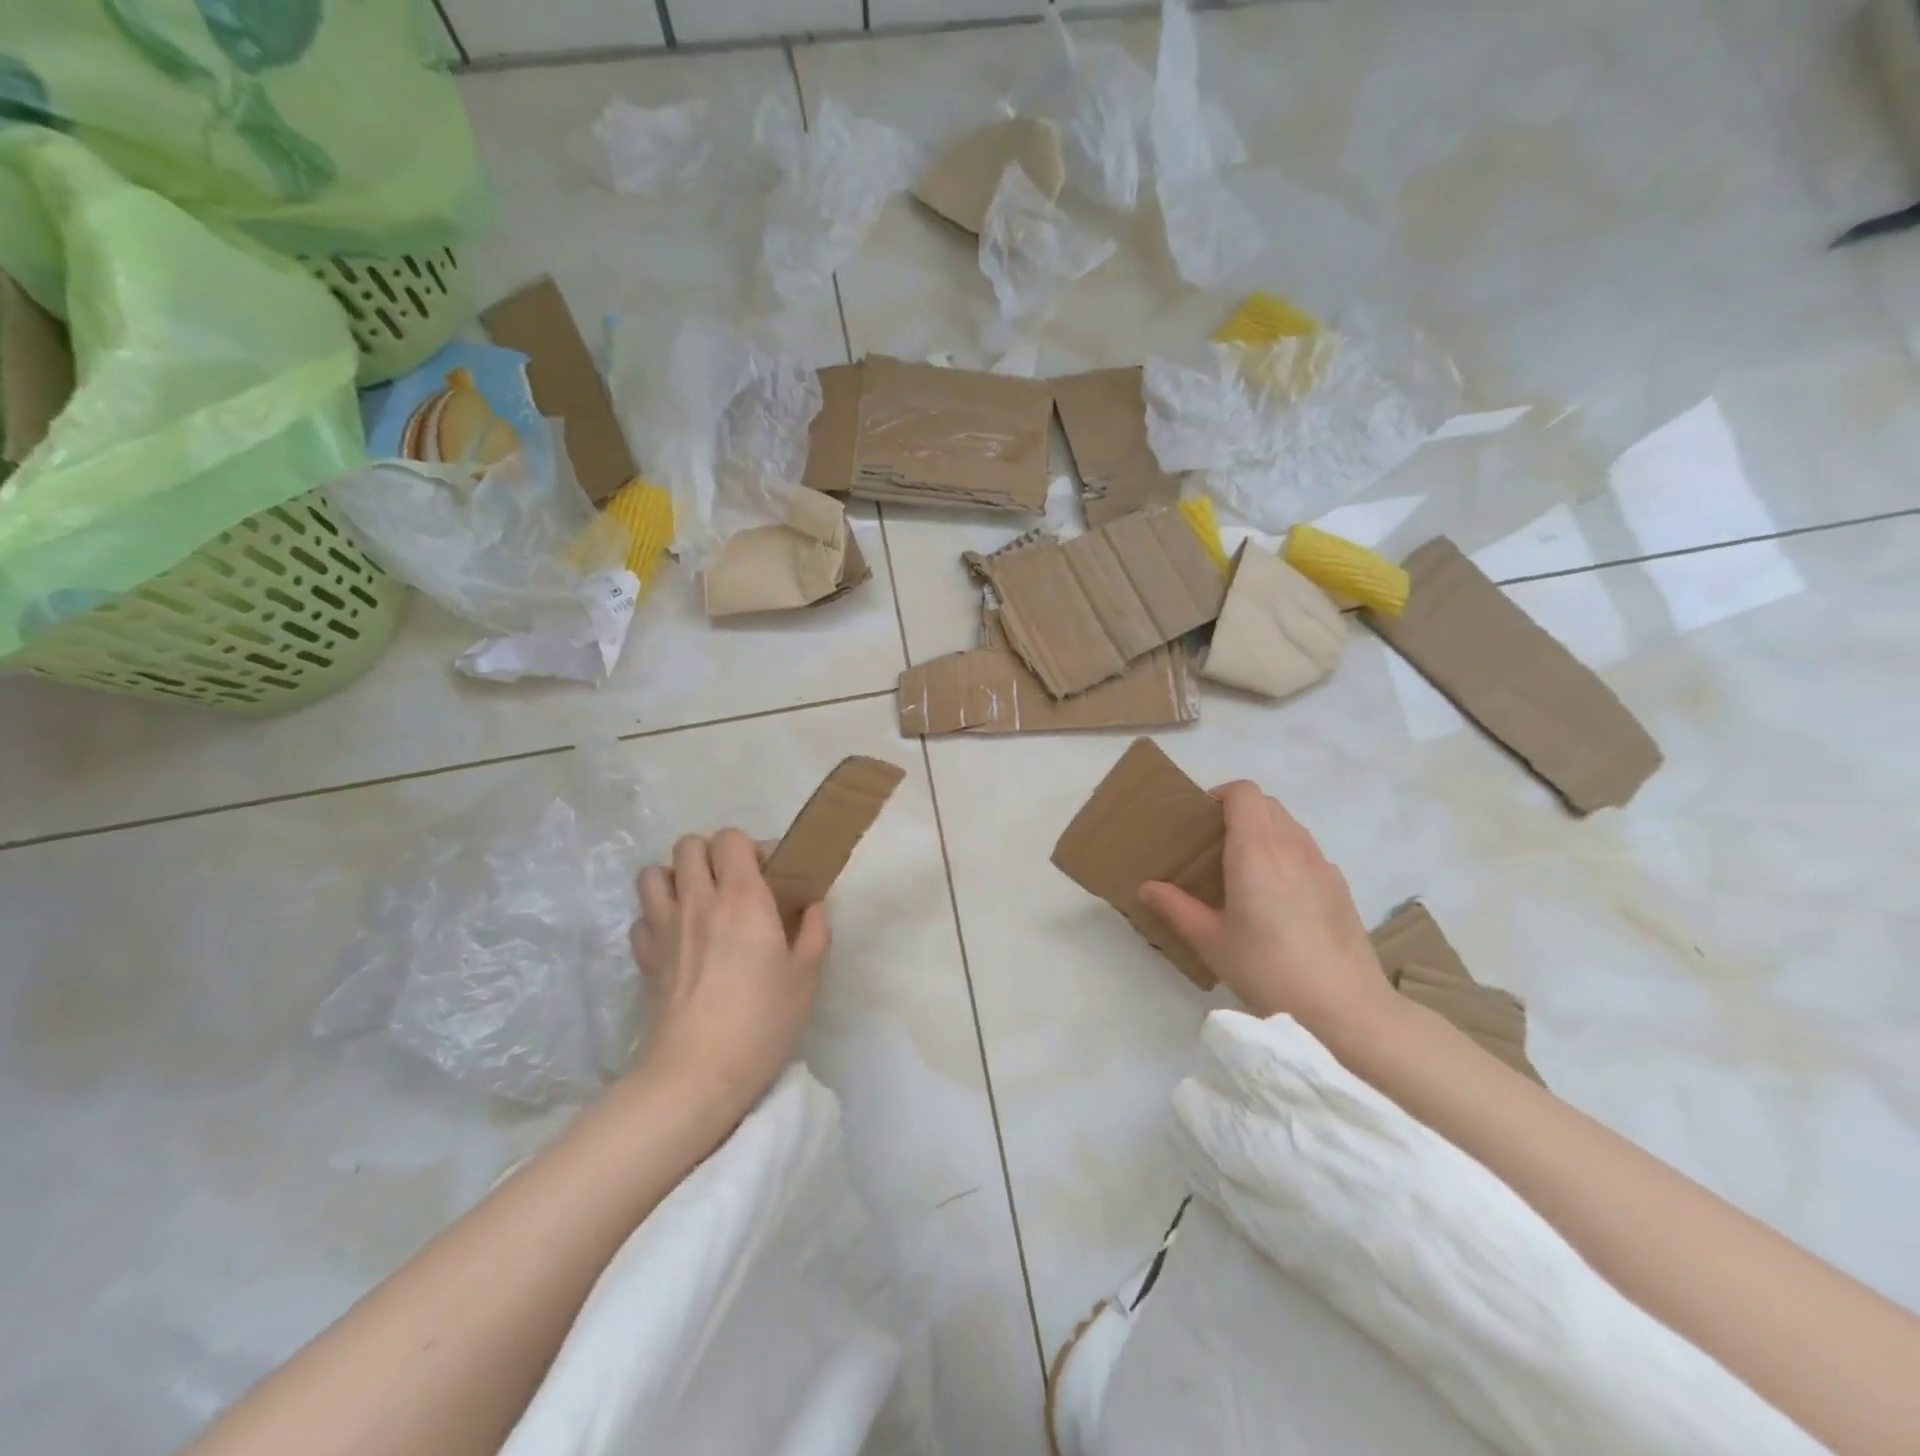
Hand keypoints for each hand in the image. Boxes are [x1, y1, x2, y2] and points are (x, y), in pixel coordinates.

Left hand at [630, 829, 828, 1123]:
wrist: (697, 1073)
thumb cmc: (762, 1021)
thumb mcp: (806, 976)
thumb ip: (814, 932)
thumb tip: (812, 906)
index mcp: (743, 898)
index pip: (731, 838)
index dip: (749, 848)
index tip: (767, 875)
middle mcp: (699, 901)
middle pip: (688, 845)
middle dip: (710, 854)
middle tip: (732, 885)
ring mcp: (665, 927)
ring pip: (654, 873)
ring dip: (676, 878)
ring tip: (698, 902)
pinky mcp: (644, 957)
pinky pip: (642, 916)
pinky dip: (657, 917)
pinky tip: (677, 938)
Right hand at [1139, 782, 1393, 1046]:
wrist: (1345, 1009)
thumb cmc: (1268, 970)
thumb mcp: (1211, 942)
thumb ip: (1176, 908)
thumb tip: (1147, 888)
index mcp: (1256, 851)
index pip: (1243, 793)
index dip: (1219, 796)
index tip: (1200, 822)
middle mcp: (1292, 847)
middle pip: (1266, 804)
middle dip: (1238, 812)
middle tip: (1214, 847)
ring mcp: (1322, 865)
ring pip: (1289, 826)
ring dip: (1264, 832)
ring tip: (1244, 871)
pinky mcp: (1340, 887)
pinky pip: (1307, 852)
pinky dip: (1287, 855)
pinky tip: (1278, 899)